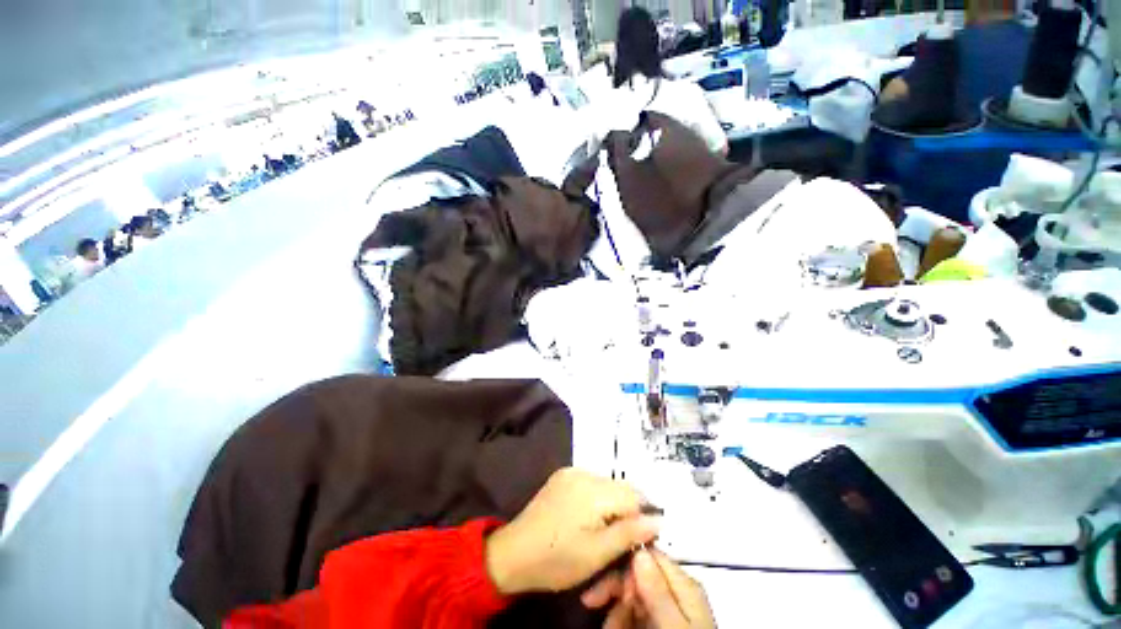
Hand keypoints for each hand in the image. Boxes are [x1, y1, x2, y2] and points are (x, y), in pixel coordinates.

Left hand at [485, 468, 660, 595]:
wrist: (513, 553)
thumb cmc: (556, 560)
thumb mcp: (597, 554)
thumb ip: (629, 534)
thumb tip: (658, 520)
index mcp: (593, 490)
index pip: (634, 495)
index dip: (642, 517)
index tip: (640, 541)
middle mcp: (583, 472)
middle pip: (620, 488)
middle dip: (627, 511)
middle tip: (621, 540)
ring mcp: (571, 471)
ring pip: (607, 485)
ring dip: (613, 505)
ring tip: (603, 532)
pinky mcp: (562, 475)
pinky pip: (591, 483)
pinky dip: (597, 499)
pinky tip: (588, 519)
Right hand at [581, 549, 715, 628]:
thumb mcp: (674, 626)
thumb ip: (658, 591)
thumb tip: (639, 550)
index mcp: (683, 584)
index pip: (648, 556)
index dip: (623, 565)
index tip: (603, 581)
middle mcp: (675, 592)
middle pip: (637, 575)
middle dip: (615, 589)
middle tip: (593, 602)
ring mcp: (667, 610)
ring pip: (633, 596)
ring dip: (616, 610)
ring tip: (609, 626)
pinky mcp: (659, 623)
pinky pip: (635, 614)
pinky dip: (621, 621)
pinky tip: (615, 628)